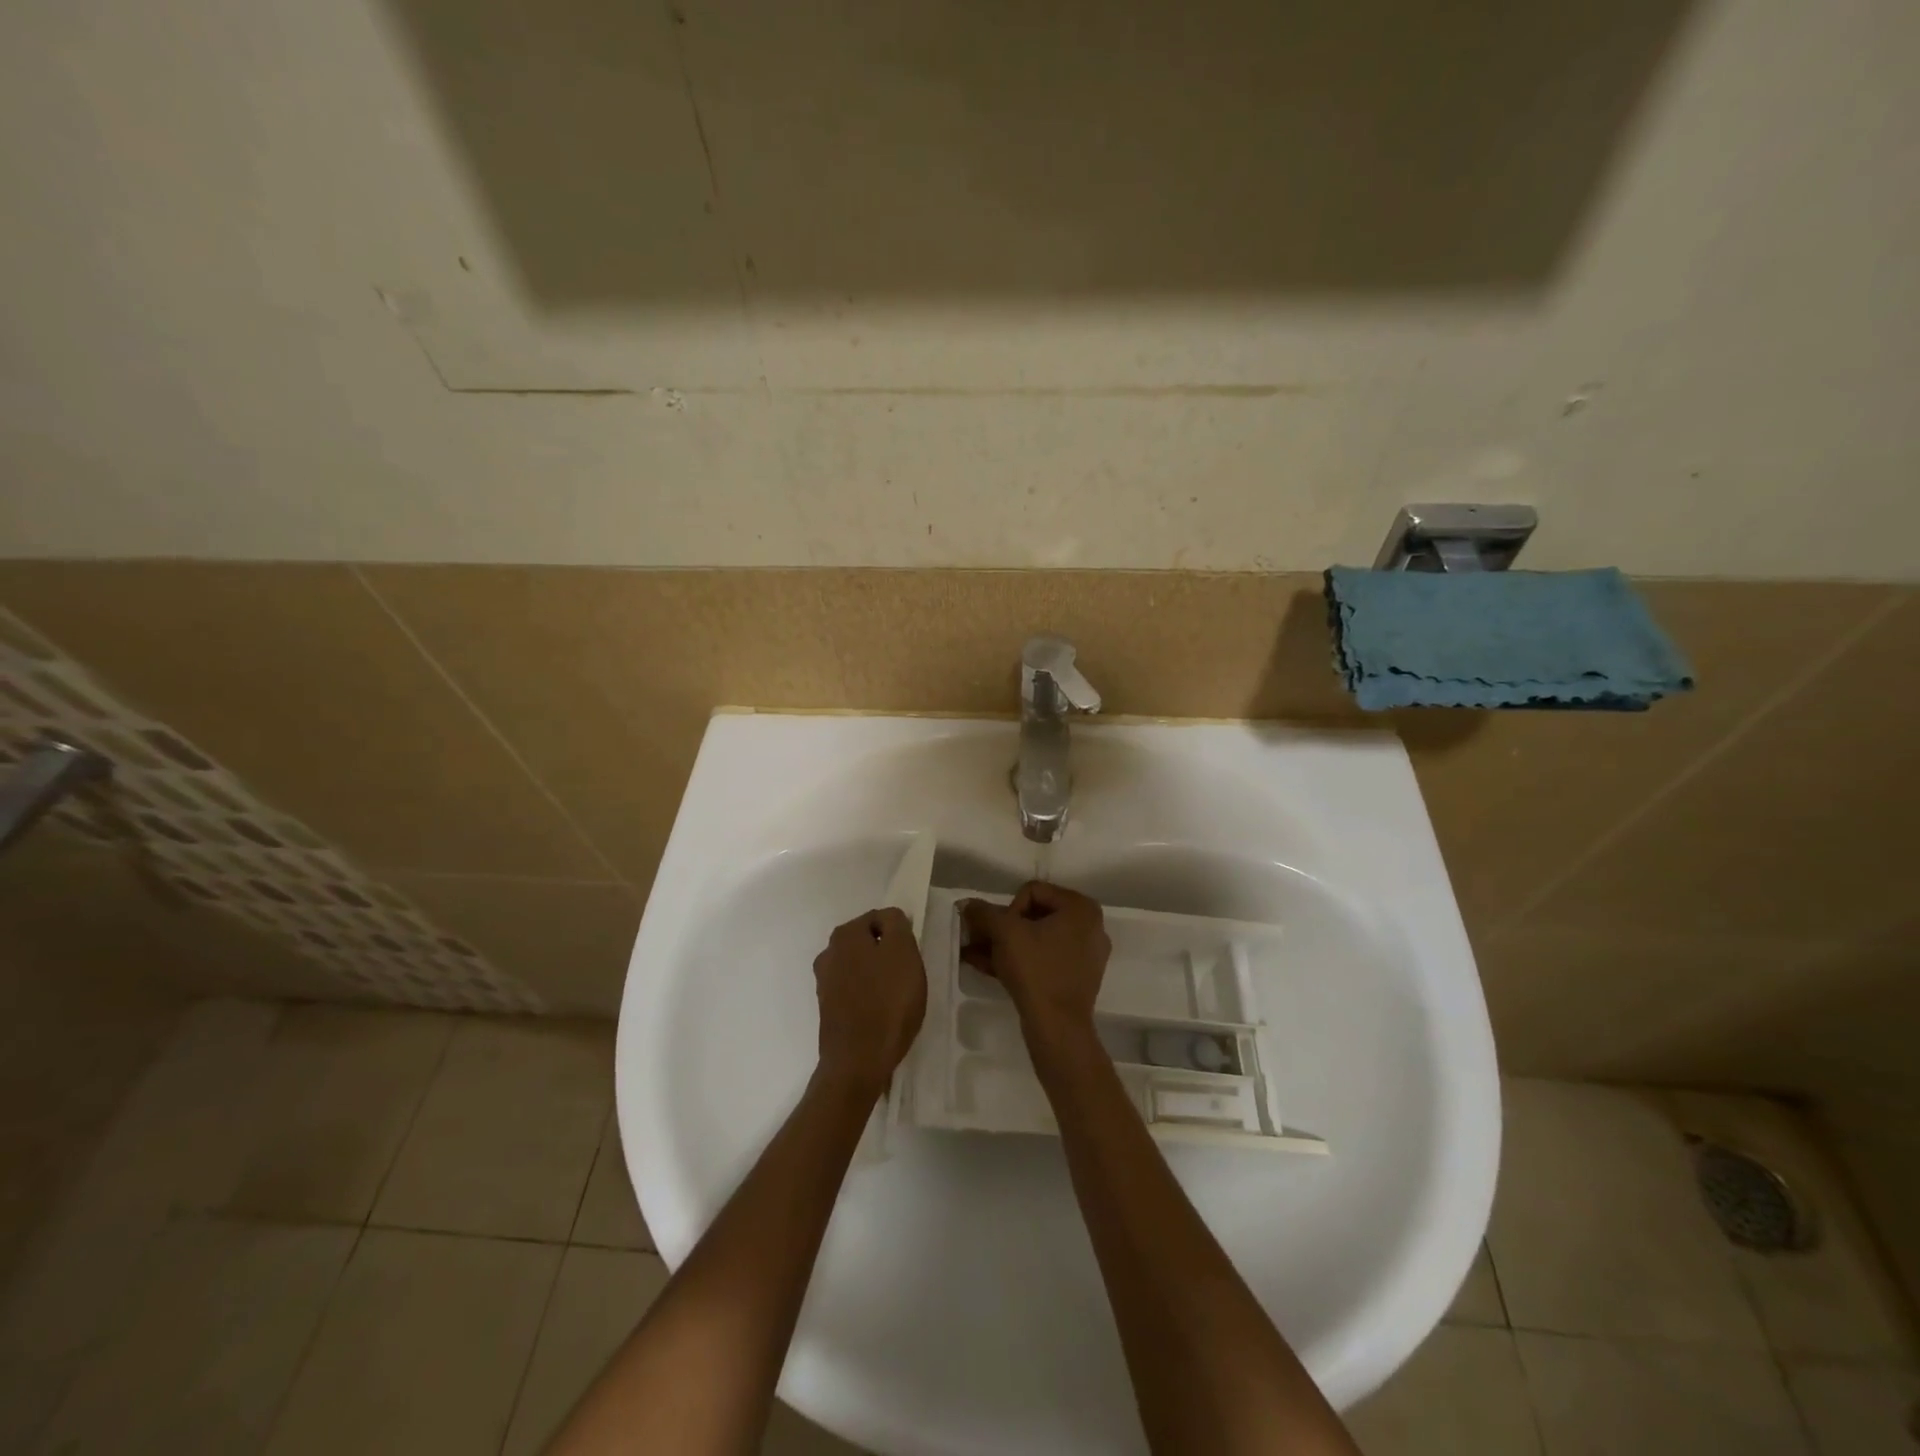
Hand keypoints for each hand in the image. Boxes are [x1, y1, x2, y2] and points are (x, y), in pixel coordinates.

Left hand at [812, 908, 927, 1096]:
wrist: (858, 1061)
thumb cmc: (887, 1002)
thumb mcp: (903, 952)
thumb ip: (896, 924)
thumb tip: (889, 918)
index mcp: (845, 934)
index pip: (880, 918)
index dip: (901, 935)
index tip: (912, 957)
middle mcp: (828, 953)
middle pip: (869, 942)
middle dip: (888, 955)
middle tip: (907, 977)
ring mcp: (825, 982)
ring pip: (861, 966)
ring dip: (878, 976)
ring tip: (896, 998)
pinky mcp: (828, 1008)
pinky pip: (855, 991)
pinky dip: (869, 996)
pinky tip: (881, 1013)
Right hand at [961, 882, 1110, 1039]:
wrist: (1058, 1027)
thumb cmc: (1036, 969)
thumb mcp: (1004, 933)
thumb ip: (984, 913)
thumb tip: (966, 904)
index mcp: (1081, 907)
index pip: (1033, 891)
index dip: (1008, 909)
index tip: (999, 933)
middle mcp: (1090, 926)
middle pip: (1035, 916)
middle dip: (1002, 928)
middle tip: (979, 940)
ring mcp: (1086, 954)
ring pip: (1037, 940)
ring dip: (1005, 945)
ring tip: (975, 954)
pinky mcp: (1077, 978)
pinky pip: (1044, 959)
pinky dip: (1019, 960)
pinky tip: (989, 967)